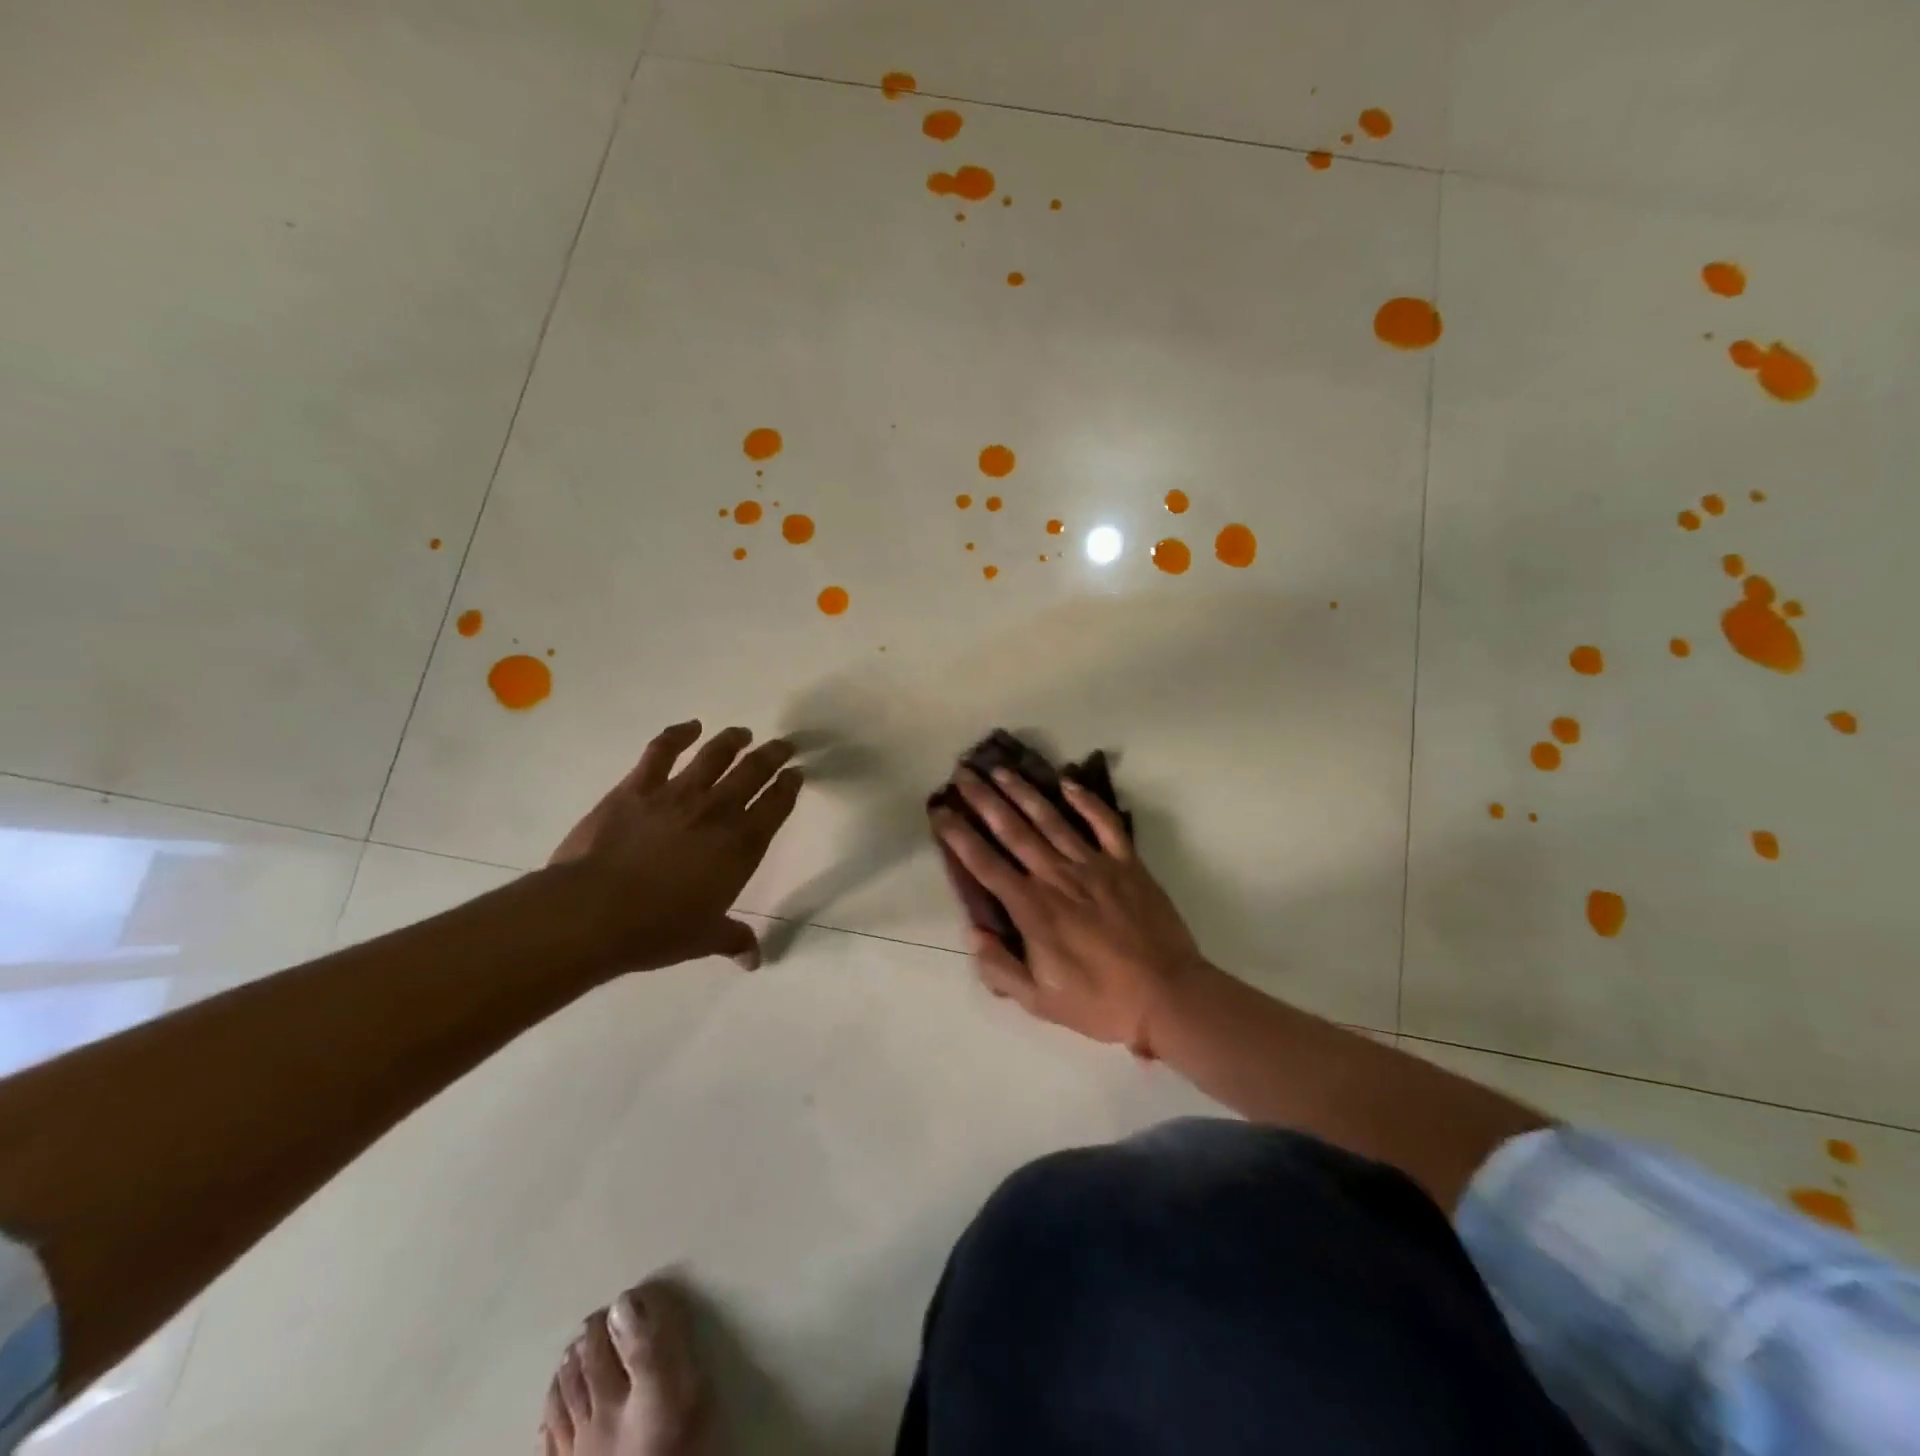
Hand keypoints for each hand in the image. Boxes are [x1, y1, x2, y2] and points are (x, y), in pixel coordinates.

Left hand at [550, 721, 802, 973]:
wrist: (594, 912)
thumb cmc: (658, 929)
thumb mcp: (704, 939)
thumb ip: (733, 941)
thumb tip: (755, 961)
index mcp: (742, 845)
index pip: (777, 805)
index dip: (790, 786)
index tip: (796, 774)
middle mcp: (718, 811)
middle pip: (754, 771)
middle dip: (773, 755)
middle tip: (783, 745)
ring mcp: (677, 794)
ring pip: (715, 754)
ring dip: (733, 740)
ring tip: (743, 732)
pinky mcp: (638, 787)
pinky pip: (662, 751)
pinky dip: (677, 734)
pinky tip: (689, 727)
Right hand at [929, 766, 1203, 1053]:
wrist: (1167, 996)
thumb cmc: (1099, 1002)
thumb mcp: (1040, 1001)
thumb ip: (1000, 968)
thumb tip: (972, 932)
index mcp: (1032, 908)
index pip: (984, 863)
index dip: (958, 835)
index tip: (940, 810)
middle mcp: (1057, 876)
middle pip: (1013, 829)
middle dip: (984, 799)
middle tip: (963, 772)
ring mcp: (1094, 865)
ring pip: (1052, 819)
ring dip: (1024, 791)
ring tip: (1001, 769)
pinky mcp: (1127, 863)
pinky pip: (1105, 823)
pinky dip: (1087, 800)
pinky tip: (1068, 782)